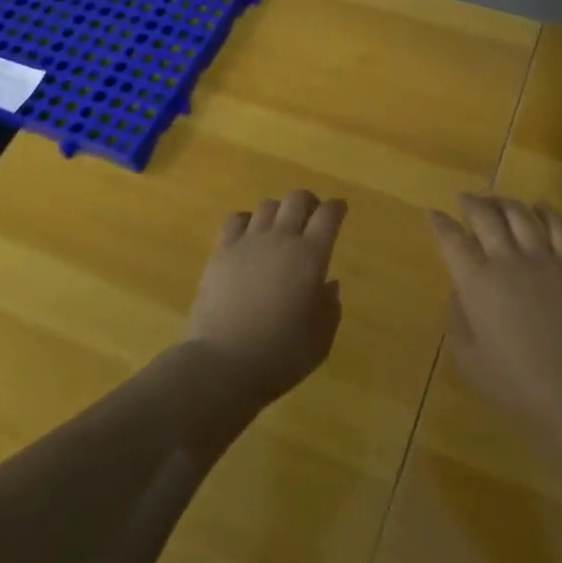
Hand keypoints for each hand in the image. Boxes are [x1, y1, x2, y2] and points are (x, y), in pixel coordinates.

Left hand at [186, 190, 345, 400]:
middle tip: (312, 218)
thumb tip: (328, 284)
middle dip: (309, 203)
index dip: (337, 208)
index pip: (329, 214)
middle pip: (297, 199)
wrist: (223, 363)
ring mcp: (248, 241)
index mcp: (311, 256)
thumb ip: (330, 307)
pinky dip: (247, 221)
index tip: (340, 210)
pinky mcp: (221, 251)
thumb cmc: (281, 355)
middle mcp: (281, 238)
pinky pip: (236, 219)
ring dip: (279, 212)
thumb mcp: (321, 339)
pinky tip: (249, 237)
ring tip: (279, 229)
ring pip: (268, 205)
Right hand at [431, 194, 561, 438]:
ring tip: (496, 201)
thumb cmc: (515, 384)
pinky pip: (558, 227)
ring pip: (520, 214)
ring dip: (503, 202)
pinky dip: (545, 212)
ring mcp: (543, 259)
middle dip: (470, 202)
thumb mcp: (468, 359)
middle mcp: (507, 260)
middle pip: (485, 215)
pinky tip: (539, 208)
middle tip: (463, 198)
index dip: (440, 223)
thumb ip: (457, 317)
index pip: (451, 239)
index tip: (433, 214)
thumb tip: (458, 288)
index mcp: (476, 282)